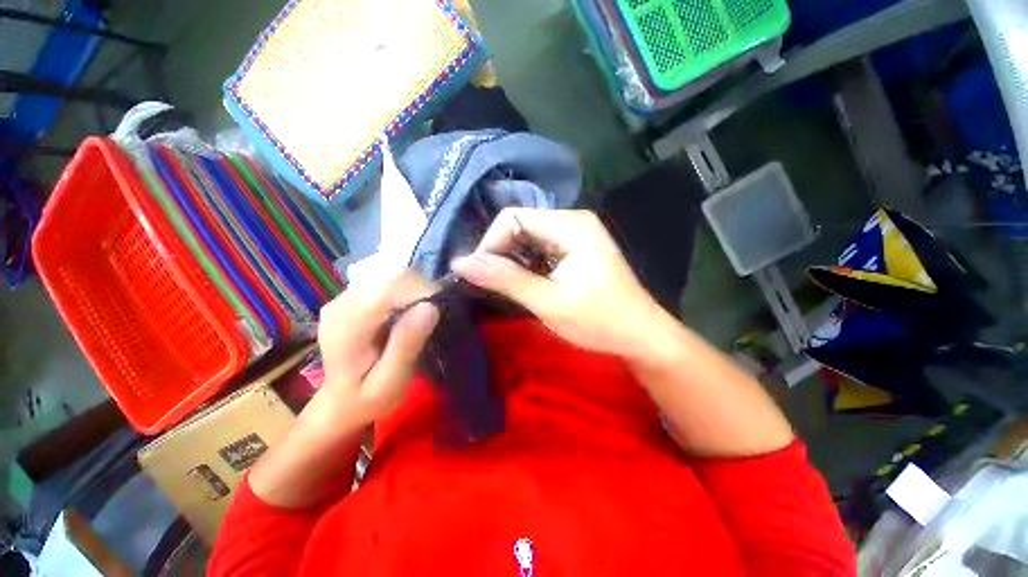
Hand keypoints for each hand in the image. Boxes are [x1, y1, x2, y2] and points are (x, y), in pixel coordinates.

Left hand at [306, 272, 439, 430]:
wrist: (339, 401)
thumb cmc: (368, 398)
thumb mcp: (391, 381)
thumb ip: (407, 345)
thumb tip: (430, 307)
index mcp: (346, 326)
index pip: (386, 289)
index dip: (419, 290)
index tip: (440, 306)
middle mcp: (340, 304)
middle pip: (388, 277)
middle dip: (419, 288)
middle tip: (435, 312)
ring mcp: (342, 297)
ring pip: (389, 274)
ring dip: (413, 287)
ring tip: (423, 312)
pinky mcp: (350, 296)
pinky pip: (385, 281)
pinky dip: (404, 289)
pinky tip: (408, 309)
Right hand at [452, 208, 669, 359]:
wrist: (641, 336)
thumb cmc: (599, 321)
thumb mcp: (548, 302)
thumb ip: (504, 279)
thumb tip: (460, 263)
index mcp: (570, 225)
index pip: (512, 218)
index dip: (490, 244)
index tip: (481, 276)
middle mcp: (573, 220)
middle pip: (520, 225)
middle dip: (501, 253)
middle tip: (493, 285)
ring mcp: (576, 233)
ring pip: (528, 237)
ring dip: (513, 261)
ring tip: (509, 287)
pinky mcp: (577, 248)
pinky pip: (541, 248)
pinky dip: (528, 265)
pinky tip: (527, 284)